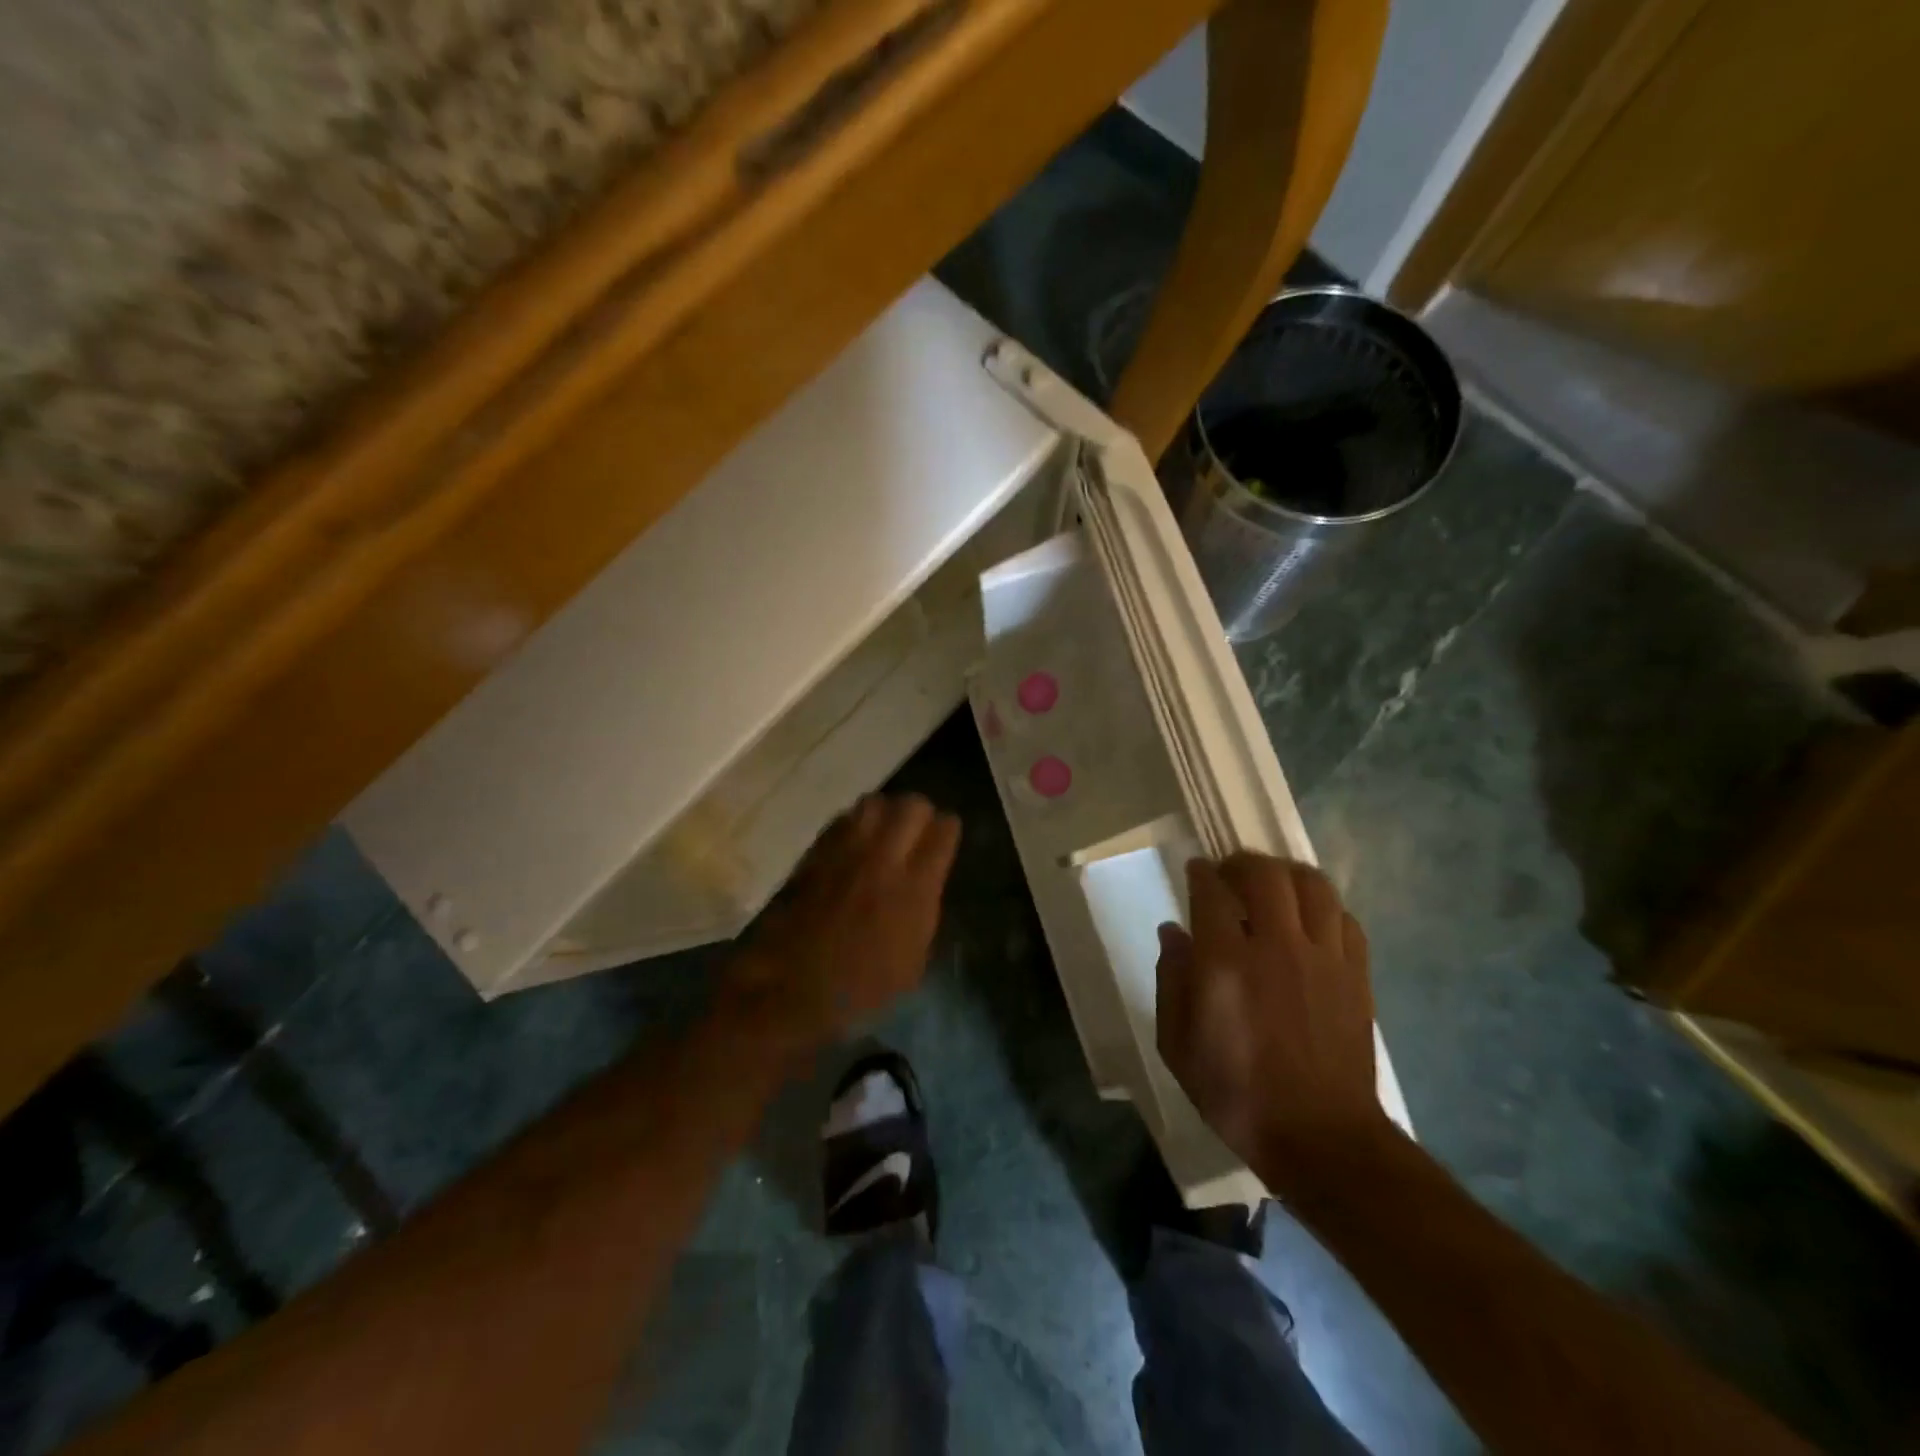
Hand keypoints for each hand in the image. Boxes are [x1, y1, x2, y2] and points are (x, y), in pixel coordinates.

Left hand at [731, 794, 960, 1045]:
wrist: (793, 990)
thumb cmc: (861, 989)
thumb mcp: (913, 961)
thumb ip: (925, 910)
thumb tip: (926, 881)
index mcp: (915, 888)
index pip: (943, 830)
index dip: (947, 831)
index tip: (944, 840)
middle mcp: (884, 859)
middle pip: (912, 805)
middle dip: (920, 813)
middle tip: (917, 831)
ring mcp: (846, 852)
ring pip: (875, 802)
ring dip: (885, 812)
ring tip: (885, 831)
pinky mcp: (816, 853)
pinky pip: (843, 819)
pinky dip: (855, 823)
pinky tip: (855, 842)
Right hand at [1156, 854, 1392, 1188]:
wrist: (1320, 1138)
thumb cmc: (1236, 1093)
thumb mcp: (1177, 1045)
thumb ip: (1170, 980)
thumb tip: (1173, 933)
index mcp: (1226, 964)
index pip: (1212, 892)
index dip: (1201, 874)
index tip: (1195, 870)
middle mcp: (1276, 947)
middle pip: (1265, 874)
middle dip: (1242, 863)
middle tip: (1230, 872)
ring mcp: (1324, 958)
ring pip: (1312, 885)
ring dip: (1287, 874)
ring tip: (1273, 885)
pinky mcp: (1356, 975)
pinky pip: (1345, 918)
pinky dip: (1324, 907)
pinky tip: (1310, 920)